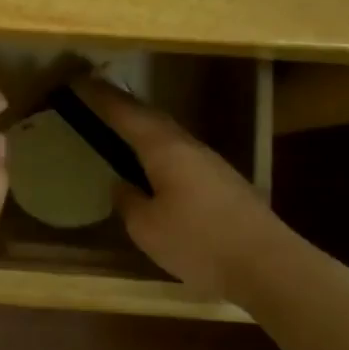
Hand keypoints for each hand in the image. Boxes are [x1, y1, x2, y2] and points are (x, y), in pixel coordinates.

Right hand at [73, 78, 283, 299]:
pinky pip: (183, 156)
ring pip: (170, 136)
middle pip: (152, 118)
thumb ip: (128, 201)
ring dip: (144, 129)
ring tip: (121, 131)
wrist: (268, 266)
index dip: (101, 98)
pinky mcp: (226, 184)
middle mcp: (190, 147)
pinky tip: (156, 168)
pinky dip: (161, 152)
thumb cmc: (198, 243)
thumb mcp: (147, 228)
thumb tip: (122, 185)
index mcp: (165, 150)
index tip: (80, 82)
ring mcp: (213, 164)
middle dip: (124, 108)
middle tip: (97, 101)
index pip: (126, 114)